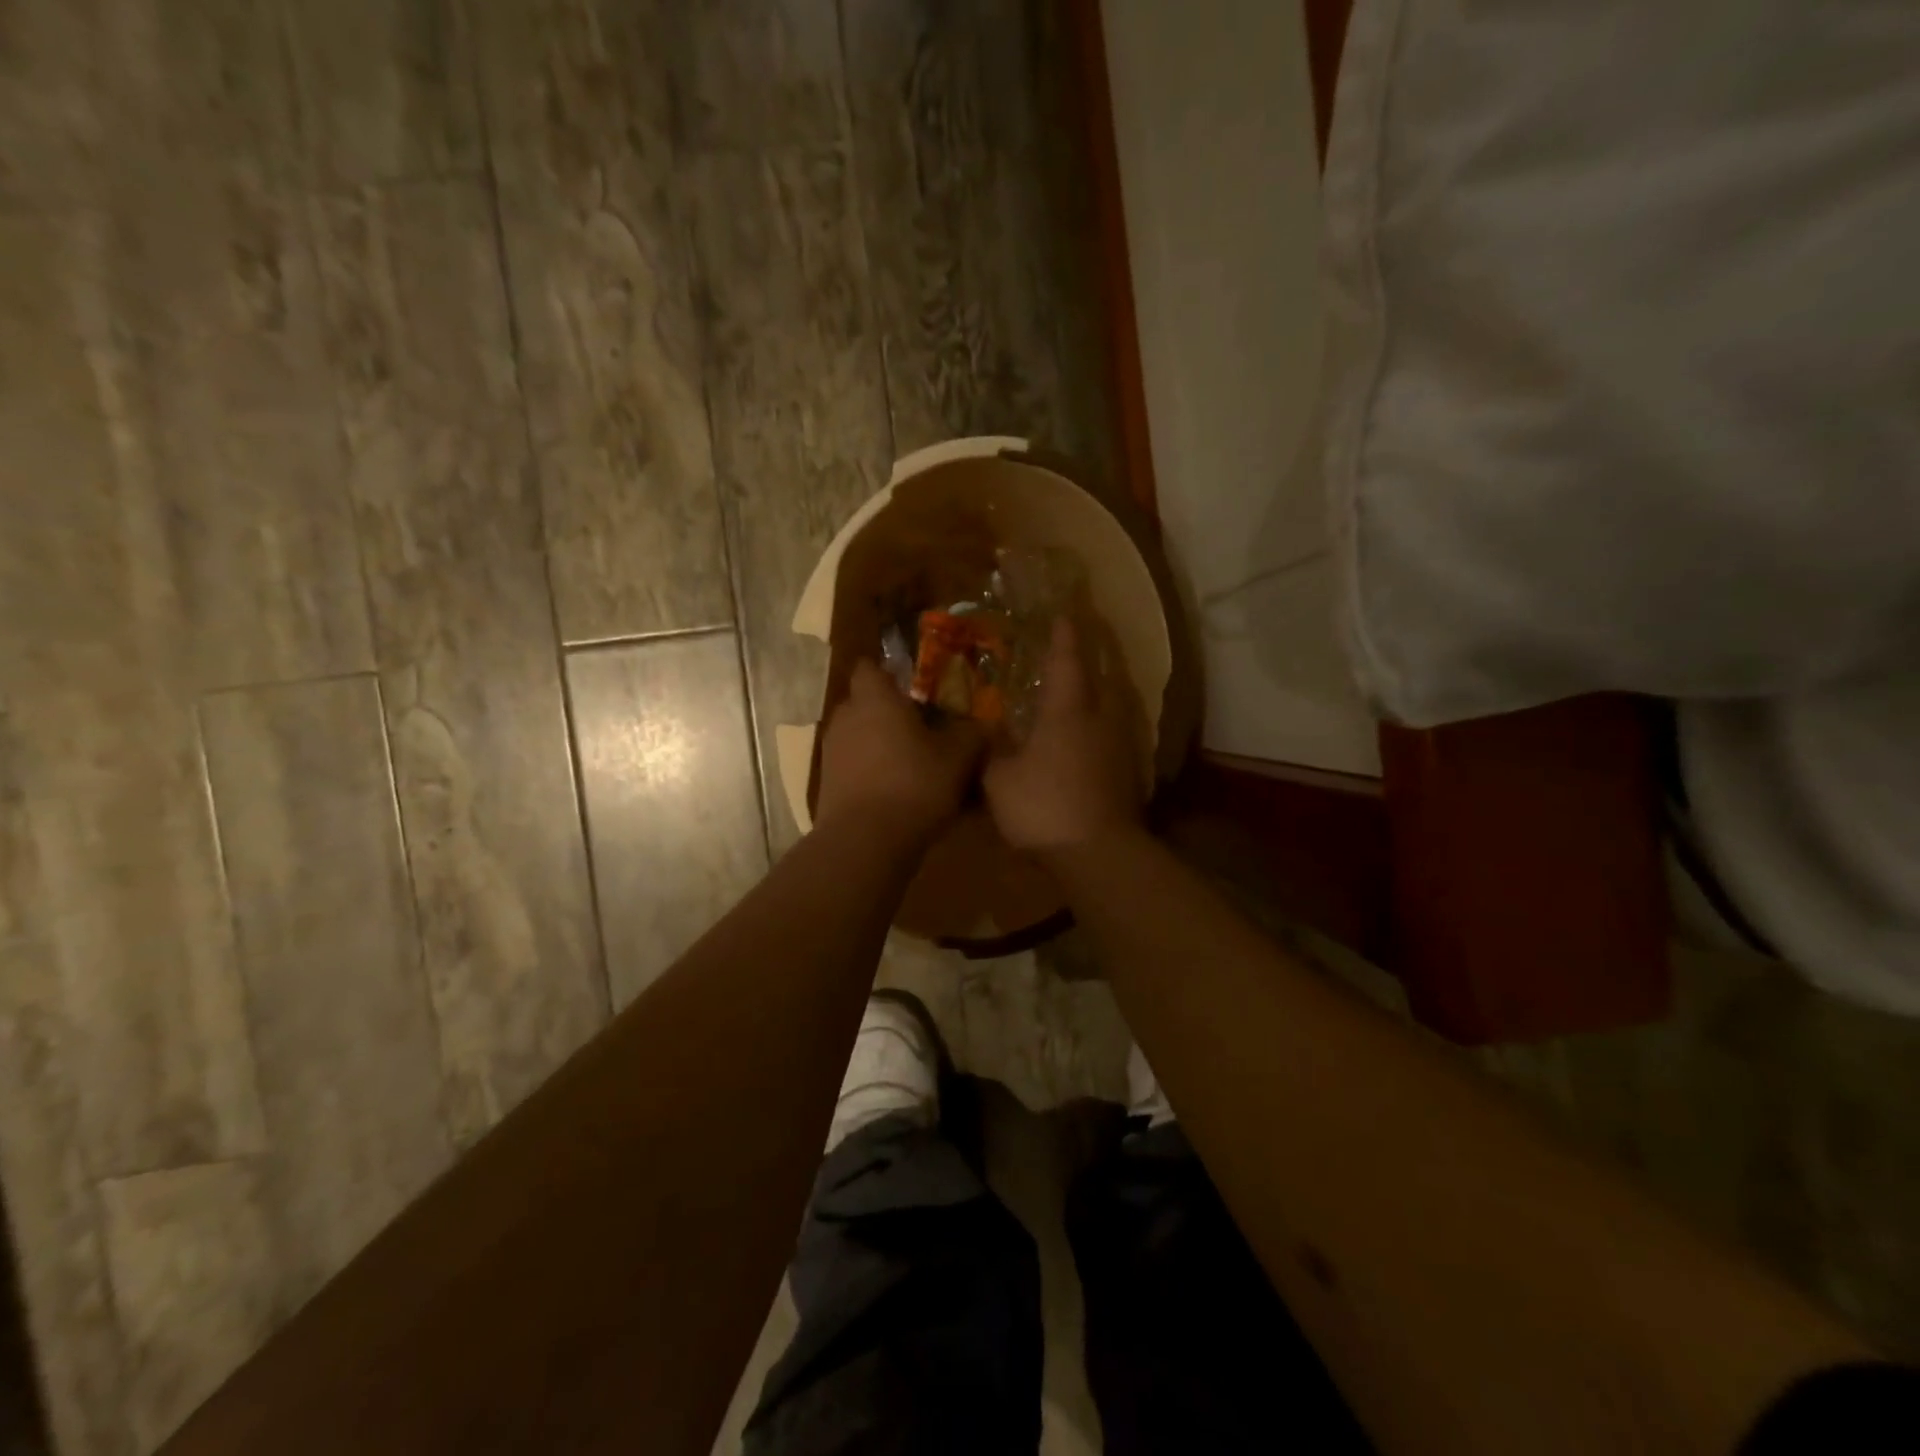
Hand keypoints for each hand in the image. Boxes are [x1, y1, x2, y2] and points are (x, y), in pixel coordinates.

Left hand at [814, 659, 984, 845]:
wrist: (864, 842)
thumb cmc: (913, 784)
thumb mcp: (958, 758)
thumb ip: (971, 734)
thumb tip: (983, 724)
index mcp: (874, 699)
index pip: (870, 668)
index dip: (889, 674)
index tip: (913, 687)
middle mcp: (846, 717)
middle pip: (865, 703)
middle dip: (889, 713)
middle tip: (922, 729)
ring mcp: (831, 752)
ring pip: (858, 737)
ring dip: (880, 745)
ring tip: (911, 765)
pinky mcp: (827, 785)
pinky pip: (852, 768)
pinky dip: (870, 773)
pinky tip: (896, 793)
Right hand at [984, 617, 1143, 855]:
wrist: (1098, 854)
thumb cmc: (1044, 807)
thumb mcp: (1000, 779)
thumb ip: (993, 749)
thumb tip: (989, 728)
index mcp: (1068, 710)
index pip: (1067, 660)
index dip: (1064, 635)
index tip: (1063, 614)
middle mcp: (1100, 718)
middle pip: (1103, 675)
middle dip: (1092, 655)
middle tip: (1078, 644)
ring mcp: (1120, 745)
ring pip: (1114, 704)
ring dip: (1101, 689)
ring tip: (1084, 687)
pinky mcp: (1130, 772)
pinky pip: (1116, 732)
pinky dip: (1104, 724)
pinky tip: (1091, 735)